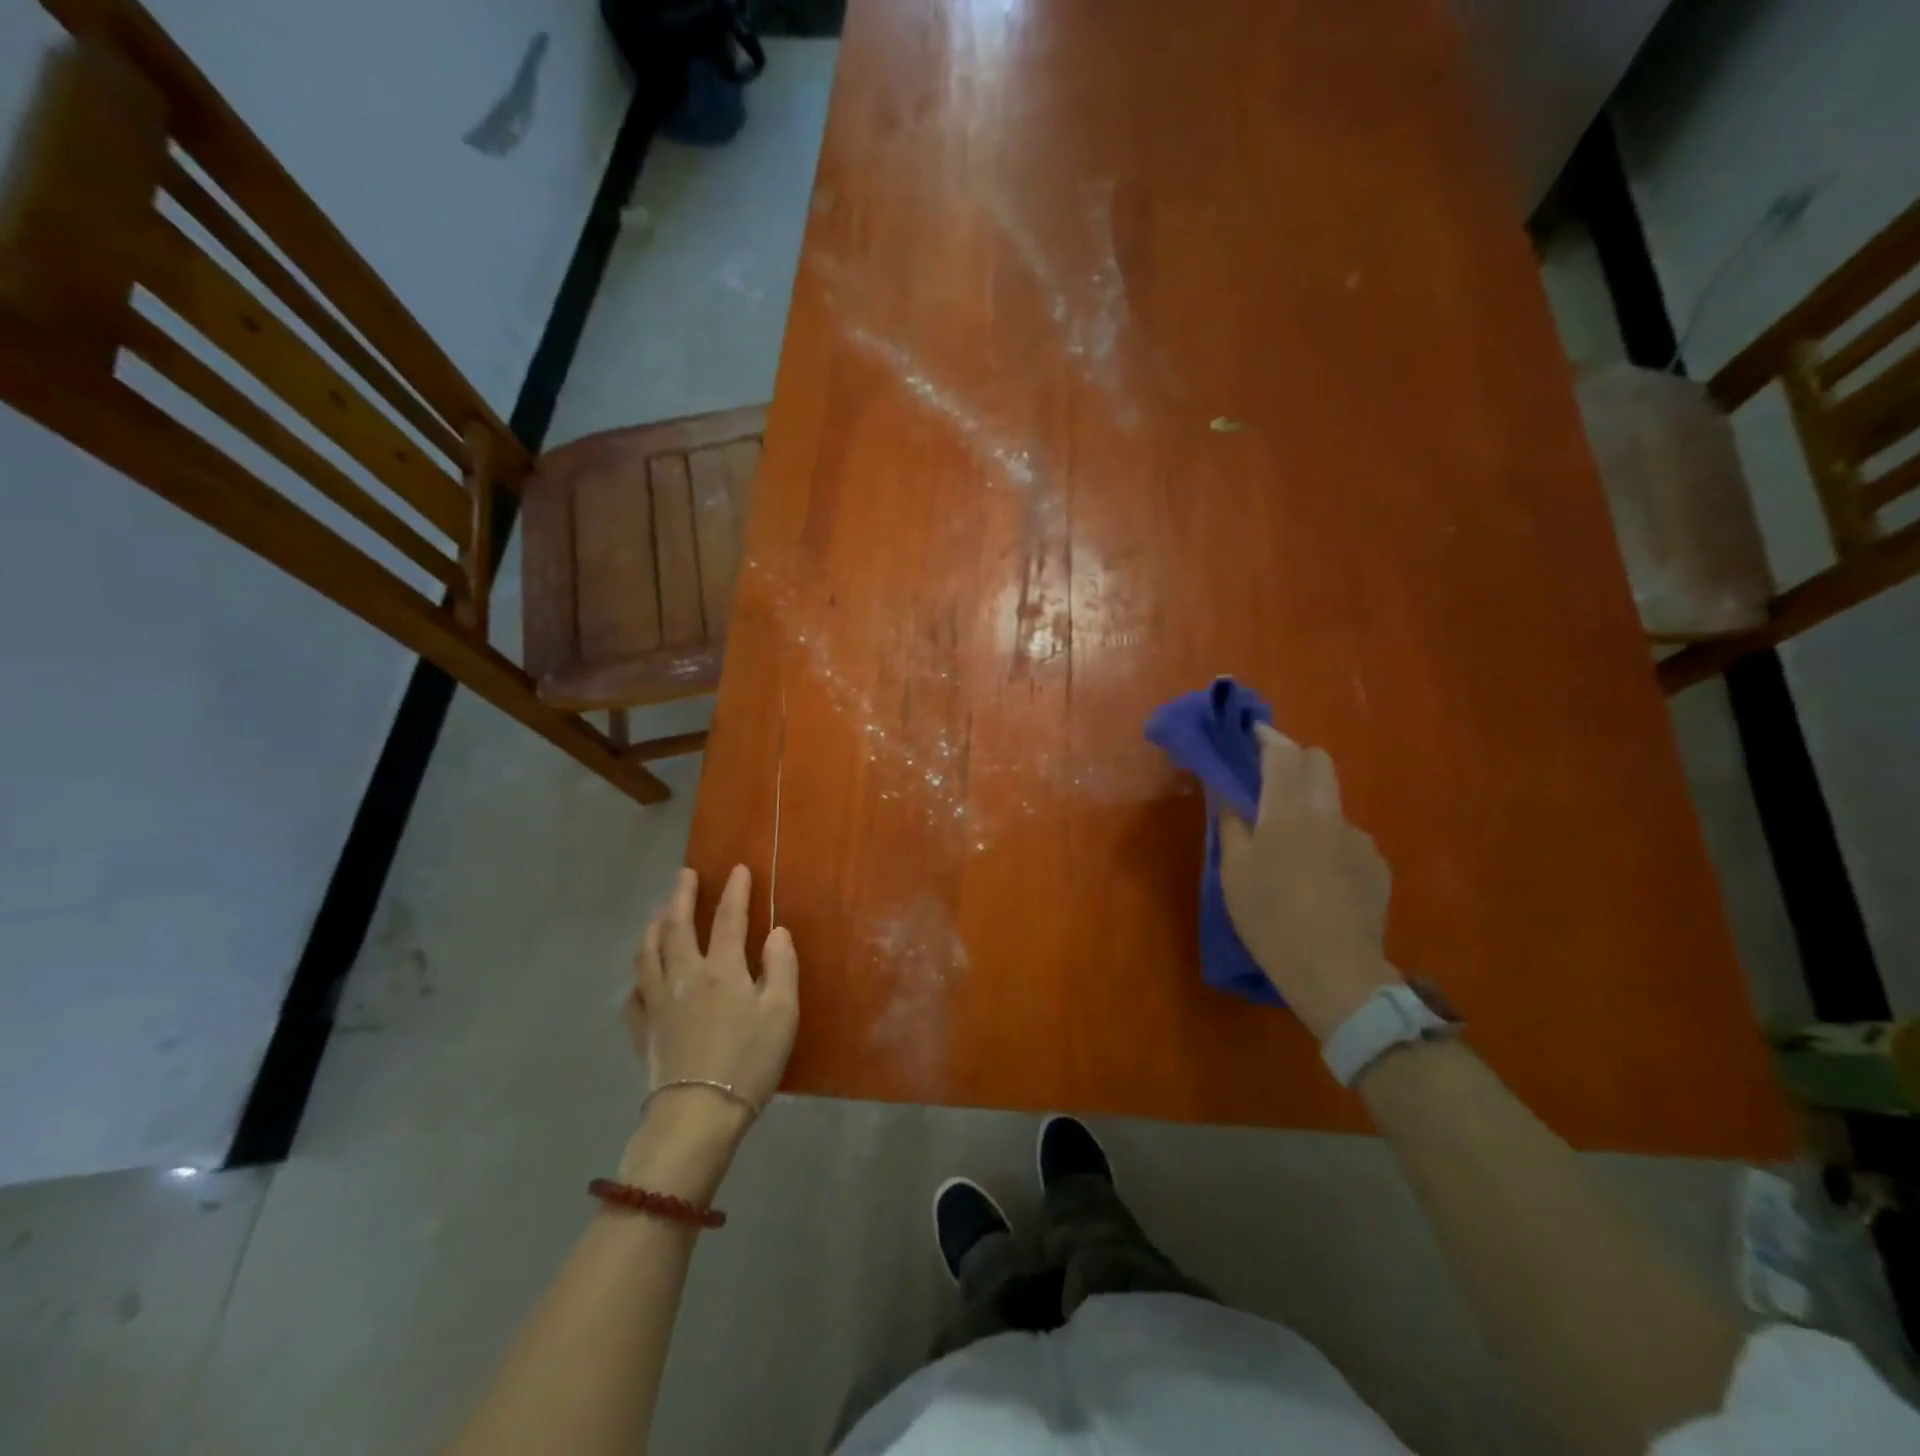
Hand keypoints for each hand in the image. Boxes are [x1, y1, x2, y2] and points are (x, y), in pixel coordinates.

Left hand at [622, 866, 798, 1137]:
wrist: (697, 1114)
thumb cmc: (748, 1062)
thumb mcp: (782, 1013)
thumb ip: (782, 967)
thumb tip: (777, 931)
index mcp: (722, 970)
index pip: (728, 918)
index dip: (734, 891)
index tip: (738, 868)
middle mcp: (685, 976)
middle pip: (677, 927)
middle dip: (681, 896)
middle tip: (684, 874)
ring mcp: (658, 1003)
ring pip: (648, 953)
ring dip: (653, 926)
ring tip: (658, 912)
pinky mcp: (643, 1031)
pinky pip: (633, 995)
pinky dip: (637, 978)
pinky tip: (641, 978)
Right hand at [1218, 723, 1400, 1041]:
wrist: (1336, 973)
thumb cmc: (1271, 919)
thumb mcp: (1235, 871)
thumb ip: (1230, 821)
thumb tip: (1222, 787)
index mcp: (1290, 811)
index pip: (1282, 752)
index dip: (1265, 736)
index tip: (1249, 734)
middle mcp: (1330, 814)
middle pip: (1319, 762)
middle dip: (1293, 760)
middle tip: (1266, 784)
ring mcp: (1360, 840)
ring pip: (1331, 803)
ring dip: (1309, 807)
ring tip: (1291, 849)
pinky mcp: (1377, 866)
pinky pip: (1347, 837)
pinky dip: (1328, 842)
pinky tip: (1317, 878)